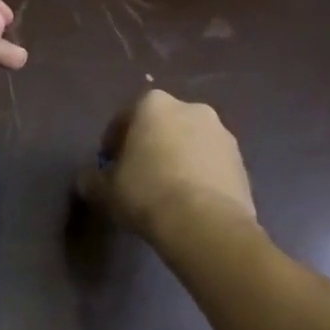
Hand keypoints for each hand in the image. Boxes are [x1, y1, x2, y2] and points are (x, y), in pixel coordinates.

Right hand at [75, 89, 257, 245]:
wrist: (205, 225)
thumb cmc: (147, 193)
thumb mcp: (105, 190)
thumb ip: (91, 179)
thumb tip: (87, 180)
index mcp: (153, 104)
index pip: (125, 118)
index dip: (114, 142)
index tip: (109, 165)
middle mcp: (191, 109)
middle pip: (162, 126)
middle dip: (151, 146)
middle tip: (138, 176)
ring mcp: (222, 135)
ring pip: (190, 144)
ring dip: (178, 160)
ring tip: (167, 192)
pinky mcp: (243, 163)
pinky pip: (211, 165)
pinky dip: (200, 177)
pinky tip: (190, 203)